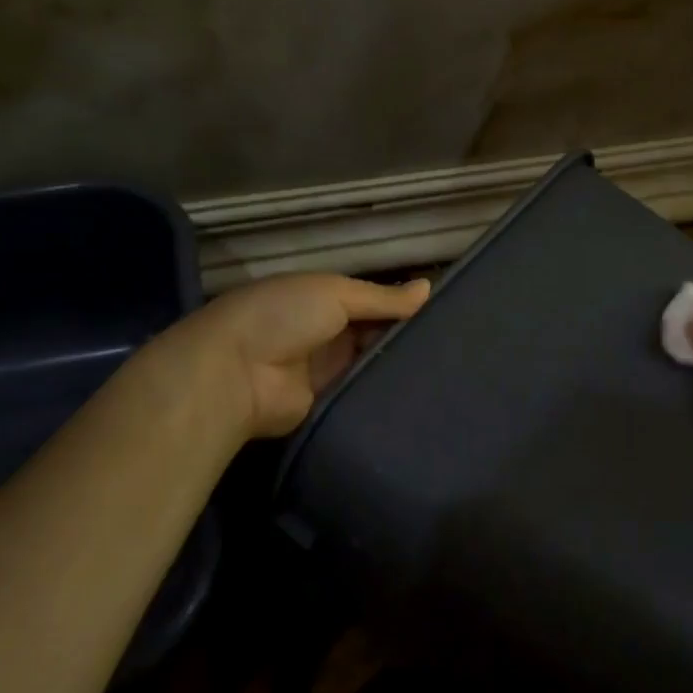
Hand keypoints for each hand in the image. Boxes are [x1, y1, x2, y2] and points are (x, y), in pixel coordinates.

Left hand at [161, 273, 430, 438]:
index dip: (402, 305)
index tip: (445, 313)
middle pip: (375, 333)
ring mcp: (327, 370)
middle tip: (457, 346)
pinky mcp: (328, 404)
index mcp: (322, 299)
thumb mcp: (335, 293)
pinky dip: (386, 394)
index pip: (372, 301)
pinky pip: (363, 395)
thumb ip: (382, 297)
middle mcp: (326, 333)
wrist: (235, 374)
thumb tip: (429, 288)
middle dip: (406, 337)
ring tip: (451, 370)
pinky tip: (424, 395)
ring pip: (372, 365)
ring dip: (399, 366)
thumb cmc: (283, 316)